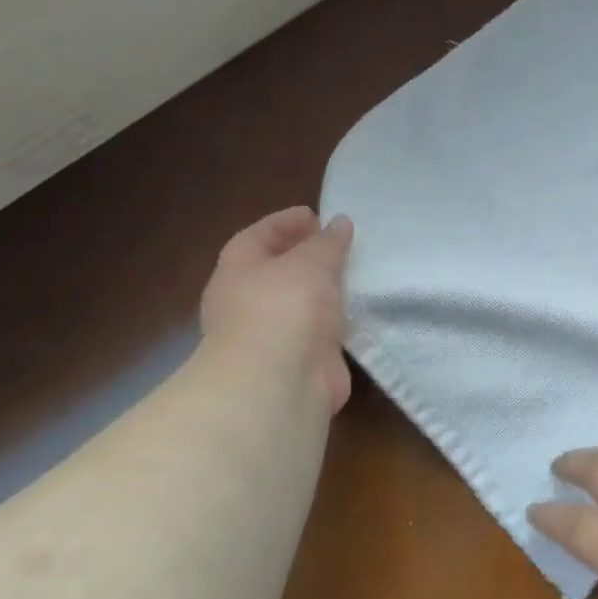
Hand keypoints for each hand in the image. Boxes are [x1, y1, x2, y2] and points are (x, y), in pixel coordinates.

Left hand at [199, 207, 353, 416]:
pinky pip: (318, 332)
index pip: (258, 236)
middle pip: (277, 270)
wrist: (278, 383)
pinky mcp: (297, 362)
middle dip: (306, 257)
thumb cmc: (284, 307)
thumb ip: (328, 242)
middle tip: (339, 244)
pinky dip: (336, 321)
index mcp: (237, 270)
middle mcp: (246, 302)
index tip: (316, 215)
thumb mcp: (311, 261)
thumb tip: (339, 223)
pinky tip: (360, 310)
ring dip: (324, 291)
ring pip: (299, 304)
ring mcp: (270, 335)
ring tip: (356, 273)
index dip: (285, 222)